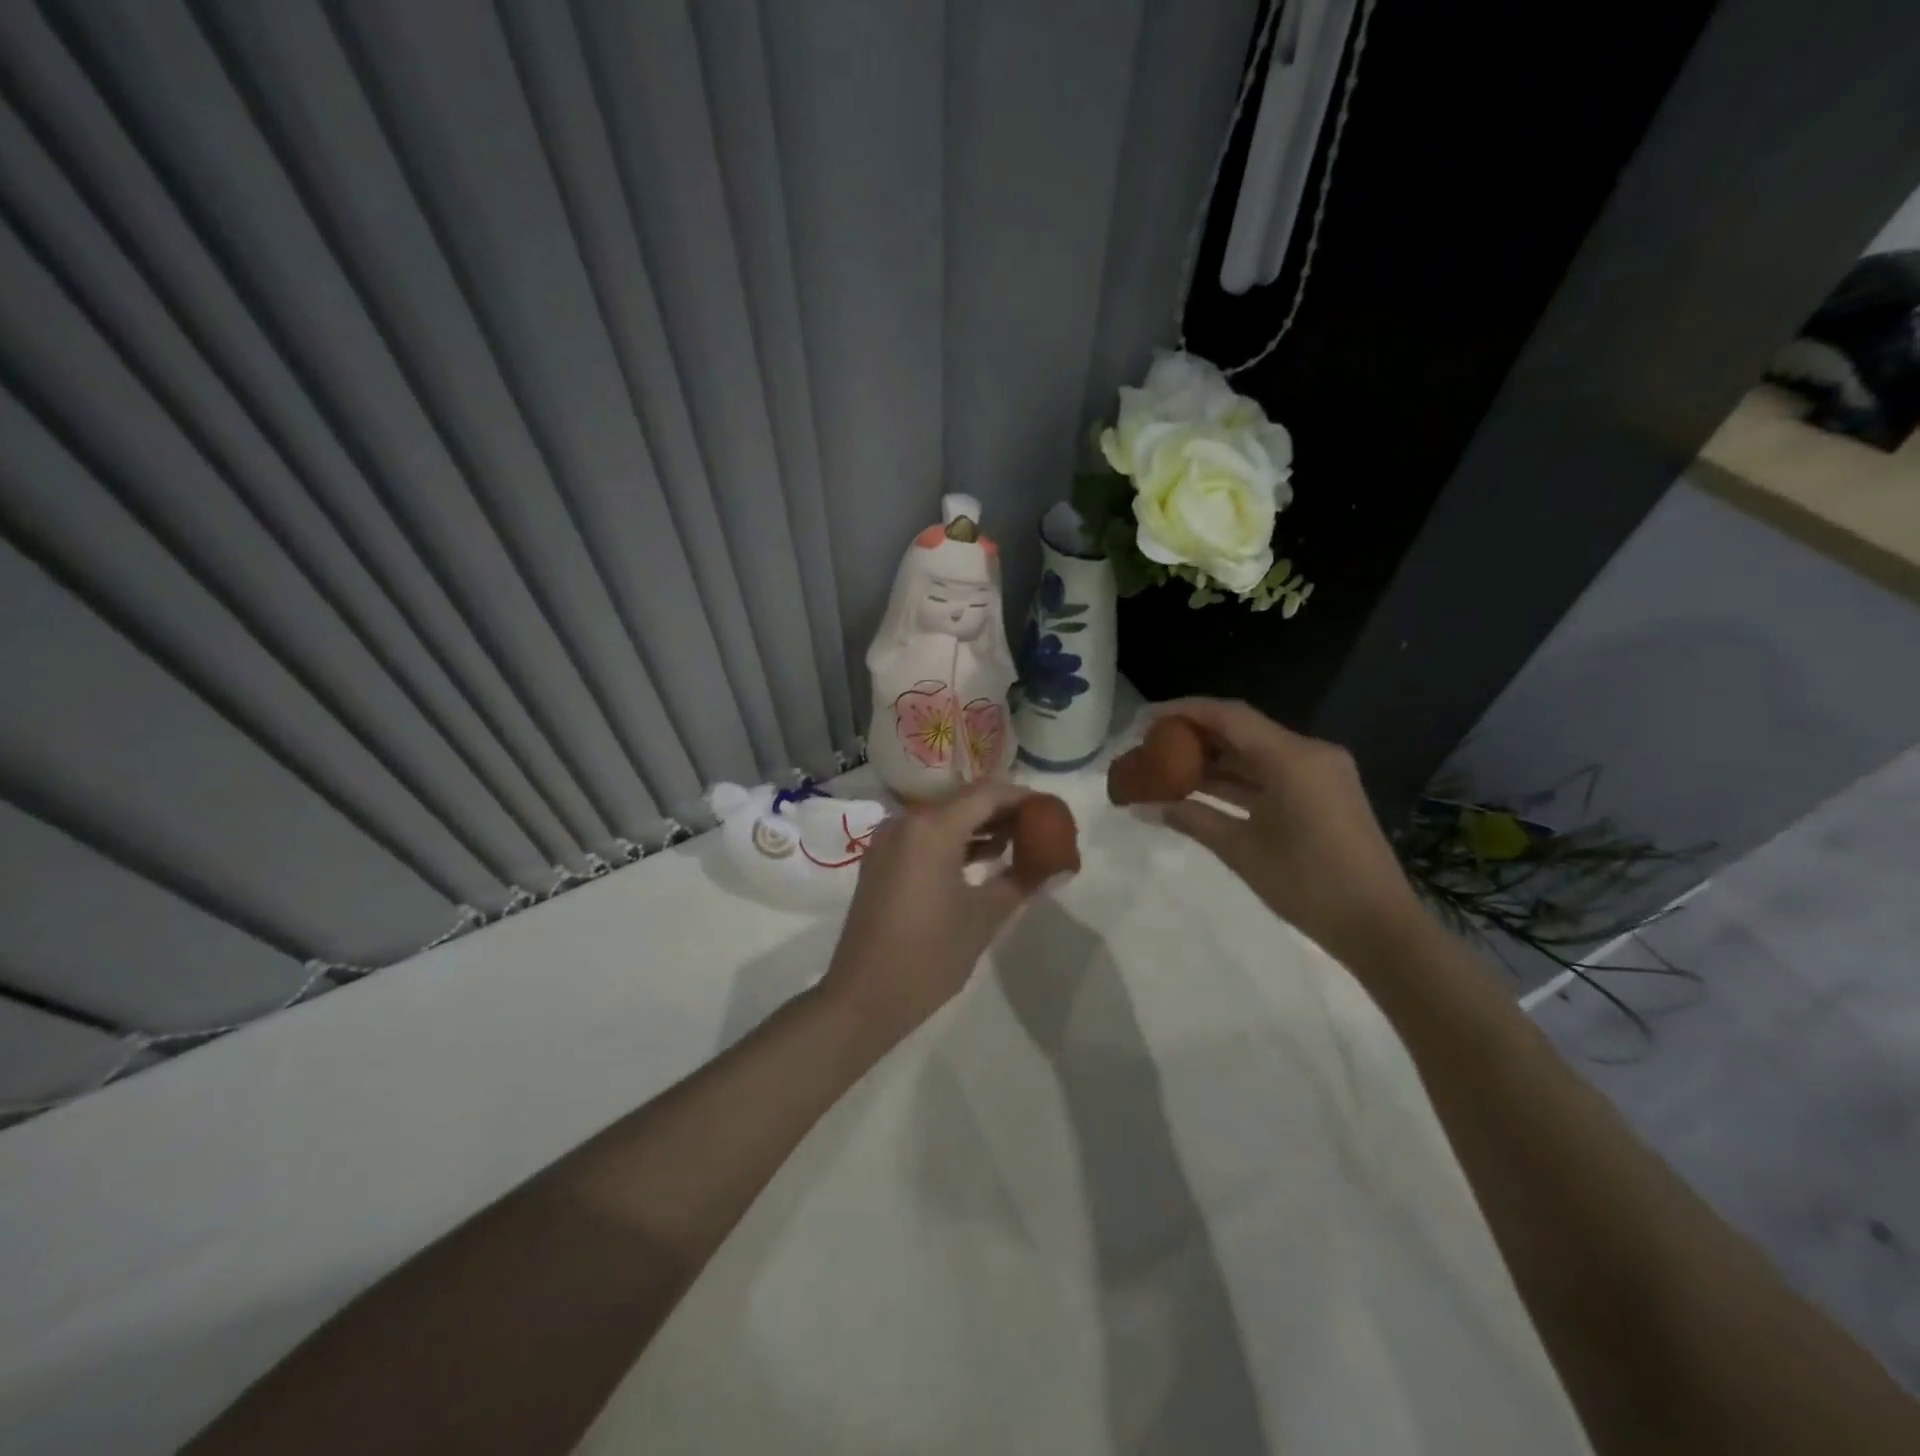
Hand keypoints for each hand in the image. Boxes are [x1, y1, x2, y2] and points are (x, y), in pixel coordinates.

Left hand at [819, 779, 1039, 1045]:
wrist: (863, 997)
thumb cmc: (929, 955)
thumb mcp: (984, 917)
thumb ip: (1022, 880)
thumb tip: (1055, 865)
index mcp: (931, 827)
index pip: (987, 794)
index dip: (1023, 798)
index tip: (1052, 811)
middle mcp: (906, 822)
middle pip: (964, 803)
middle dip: (1004, 813)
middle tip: (1041, 828)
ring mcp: (888, 841)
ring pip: (944, 820)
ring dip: (980, 828)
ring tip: (1020, 844)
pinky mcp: (880, 862)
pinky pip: (925, 838)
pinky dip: (955, 843)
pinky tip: (984, 860)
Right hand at [1156, 698, 1428, 970]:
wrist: (1378, 927)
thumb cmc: (1307, 885)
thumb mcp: (1240, 849)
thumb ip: (1191, 818)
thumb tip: (1144, 807)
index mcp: (1293, 758)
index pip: (1229, 716)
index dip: (1183, 711)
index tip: (1145, 719)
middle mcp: (1309, 754)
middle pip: (1242, 730)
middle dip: (1194, 736)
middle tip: (1150, 745)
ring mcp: (1318, 774)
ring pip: (1254, 754)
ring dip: (1213, 760)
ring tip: (1165, 766)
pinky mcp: (1321, 794)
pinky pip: (1270, 774)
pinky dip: (1236, 780)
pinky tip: (1200, 789)